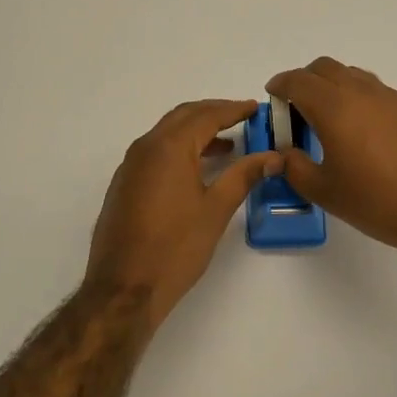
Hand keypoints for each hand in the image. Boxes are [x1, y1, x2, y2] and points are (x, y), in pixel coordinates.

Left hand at [85, 99, 280, 328]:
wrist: (124, 288)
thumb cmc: (175, 248)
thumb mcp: (216, 210)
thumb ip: (244, 176)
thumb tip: (272, 156)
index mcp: (168, 147)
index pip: (206, 116)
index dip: (233, 110)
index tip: (256, 108)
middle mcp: (145, 147)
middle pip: (183, 117)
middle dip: (214, 113)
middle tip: (243, 117)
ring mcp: (130, 166)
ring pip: (167, 134)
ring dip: (196, 132)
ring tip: (228, 144)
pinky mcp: (125, 185)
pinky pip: (155, 152)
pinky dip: (180, 149)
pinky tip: (197, 169)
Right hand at [266, 58, 396, 265]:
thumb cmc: (377, 201)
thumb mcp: (325, 192)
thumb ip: (295, 167)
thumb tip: (285, 154)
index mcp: (334, 107)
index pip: (298, 81)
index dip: (280, 85)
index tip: (273, 95)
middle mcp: (362, 92)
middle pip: (325, 68)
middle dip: (306, 80)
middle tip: (298, 108)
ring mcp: (392, 98)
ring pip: (354, 76)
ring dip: (335, 87)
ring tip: (331, 119)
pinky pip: (378, 92)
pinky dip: (361, 100)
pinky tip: (365, 132)